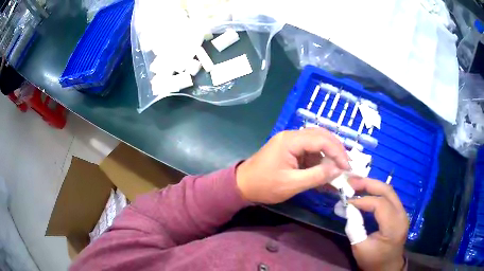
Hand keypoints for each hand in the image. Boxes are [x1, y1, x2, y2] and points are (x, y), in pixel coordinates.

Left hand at [236, 128, 349, 203]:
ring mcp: (290, 142)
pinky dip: (319, 160)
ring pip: (317, 142)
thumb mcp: (292, 184)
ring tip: (338, 169)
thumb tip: (338, 169)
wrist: (242, 185)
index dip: (337, 152)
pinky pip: (309, 151)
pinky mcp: (290, 150)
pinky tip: (325, 171)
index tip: (347, 167)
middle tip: (346, 165)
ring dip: (329, 155)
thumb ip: (317, 176)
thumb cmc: (264, 185)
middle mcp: (291, 136)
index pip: (321, 139)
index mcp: (291, 140)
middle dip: (336, 150)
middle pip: (321, 135)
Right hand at [348, 177, 408, 270]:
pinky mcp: (400, 213)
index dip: (362, 200)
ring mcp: (403, 213)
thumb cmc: (373, 260)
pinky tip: (366, 192)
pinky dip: (377, 192)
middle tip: (351, 180)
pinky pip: (389, 197)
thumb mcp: (360, 248)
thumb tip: (347, 208)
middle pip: (387, 191)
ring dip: (373, 185)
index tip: (346, 201)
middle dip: (369, 183)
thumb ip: (354, 227)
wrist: (387, 267)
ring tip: (357, 183)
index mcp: (393, 227)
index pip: (380, 204)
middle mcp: (401, 215)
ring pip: (389, 191)